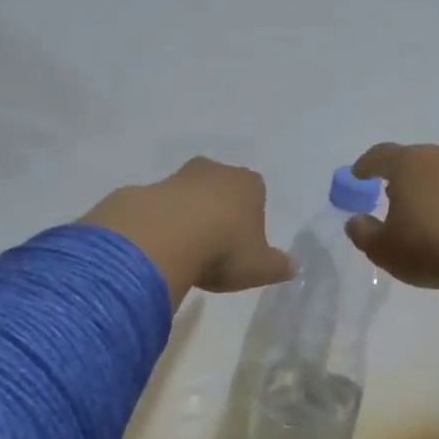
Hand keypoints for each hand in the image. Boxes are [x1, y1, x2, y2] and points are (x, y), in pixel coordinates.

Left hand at [81, 158, 293, 305]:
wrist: (165, 238)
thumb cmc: (224, 249)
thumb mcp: (260, 267)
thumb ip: (278, 266)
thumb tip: (293, 267)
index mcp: (249, 184)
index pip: (256, 194)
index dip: (251, 220)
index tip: (242, 246)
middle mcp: (214, 171)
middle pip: (220, 189)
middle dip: (218, 212)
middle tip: (213, 248)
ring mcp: (177, 177)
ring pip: (187, 196)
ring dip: (186, 217)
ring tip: (184, 253)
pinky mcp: (146, 190)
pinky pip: (157, 209)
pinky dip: (159, 224)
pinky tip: (159, 250)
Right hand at [343, 142, 438, 291]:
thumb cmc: (428, 248)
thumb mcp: (382, 249)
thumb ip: (362, 232)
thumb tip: (356, 220)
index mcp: (409, 163)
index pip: (380, 155)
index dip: (366, 165)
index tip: (358, 175)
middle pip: (414, 159)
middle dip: (400, 176)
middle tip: (390, 195)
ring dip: (430, 186)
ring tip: (424, 210)